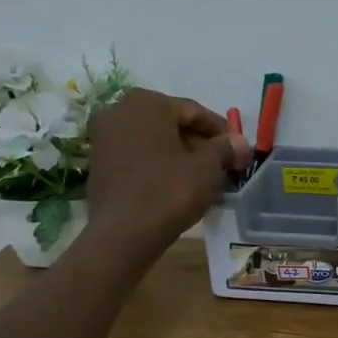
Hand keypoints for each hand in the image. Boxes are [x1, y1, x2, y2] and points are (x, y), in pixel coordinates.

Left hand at [82, 89, 249, 260]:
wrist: (122, 235)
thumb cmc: (168, 191)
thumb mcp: (207, 168)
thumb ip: (225, 148)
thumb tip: (239, 142)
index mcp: (146, 103)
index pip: (193, 111)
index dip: (221, 131)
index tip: (238, 149)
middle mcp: (118, 111)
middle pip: (171, 124)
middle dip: (199, 143)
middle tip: (222, 164)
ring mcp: (103, 138)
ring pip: (154, 142)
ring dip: (180, 155)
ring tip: (203, 178)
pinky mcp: (98, 165)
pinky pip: (138, 157)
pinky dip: (159, 166)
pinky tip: (177, 185)